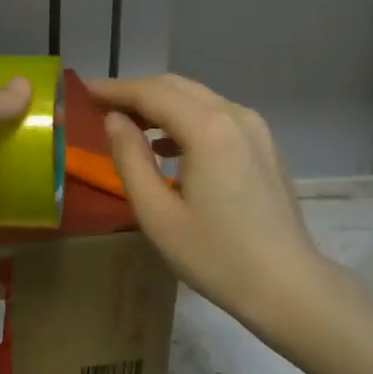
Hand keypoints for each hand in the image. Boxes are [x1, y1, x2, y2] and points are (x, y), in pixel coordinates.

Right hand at [92, 75, 330, 328]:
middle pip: (176, 87)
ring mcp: (255, 128)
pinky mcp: (263, 144)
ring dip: (160, 105)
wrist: (287, 285)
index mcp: (208, 129)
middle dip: (136, 93)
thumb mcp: (157, 214)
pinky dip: (185, 119)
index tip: (84, 90)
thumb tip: (113, 120)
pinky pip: (216, 115)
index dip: (115, 89)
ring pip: (197, 98)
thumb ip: (130, 159)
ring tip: (128, 126)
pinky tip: (167, 147)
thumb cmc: (216, 256)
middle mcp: (235, 115)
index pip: (152, 93)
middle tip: (100, 106)